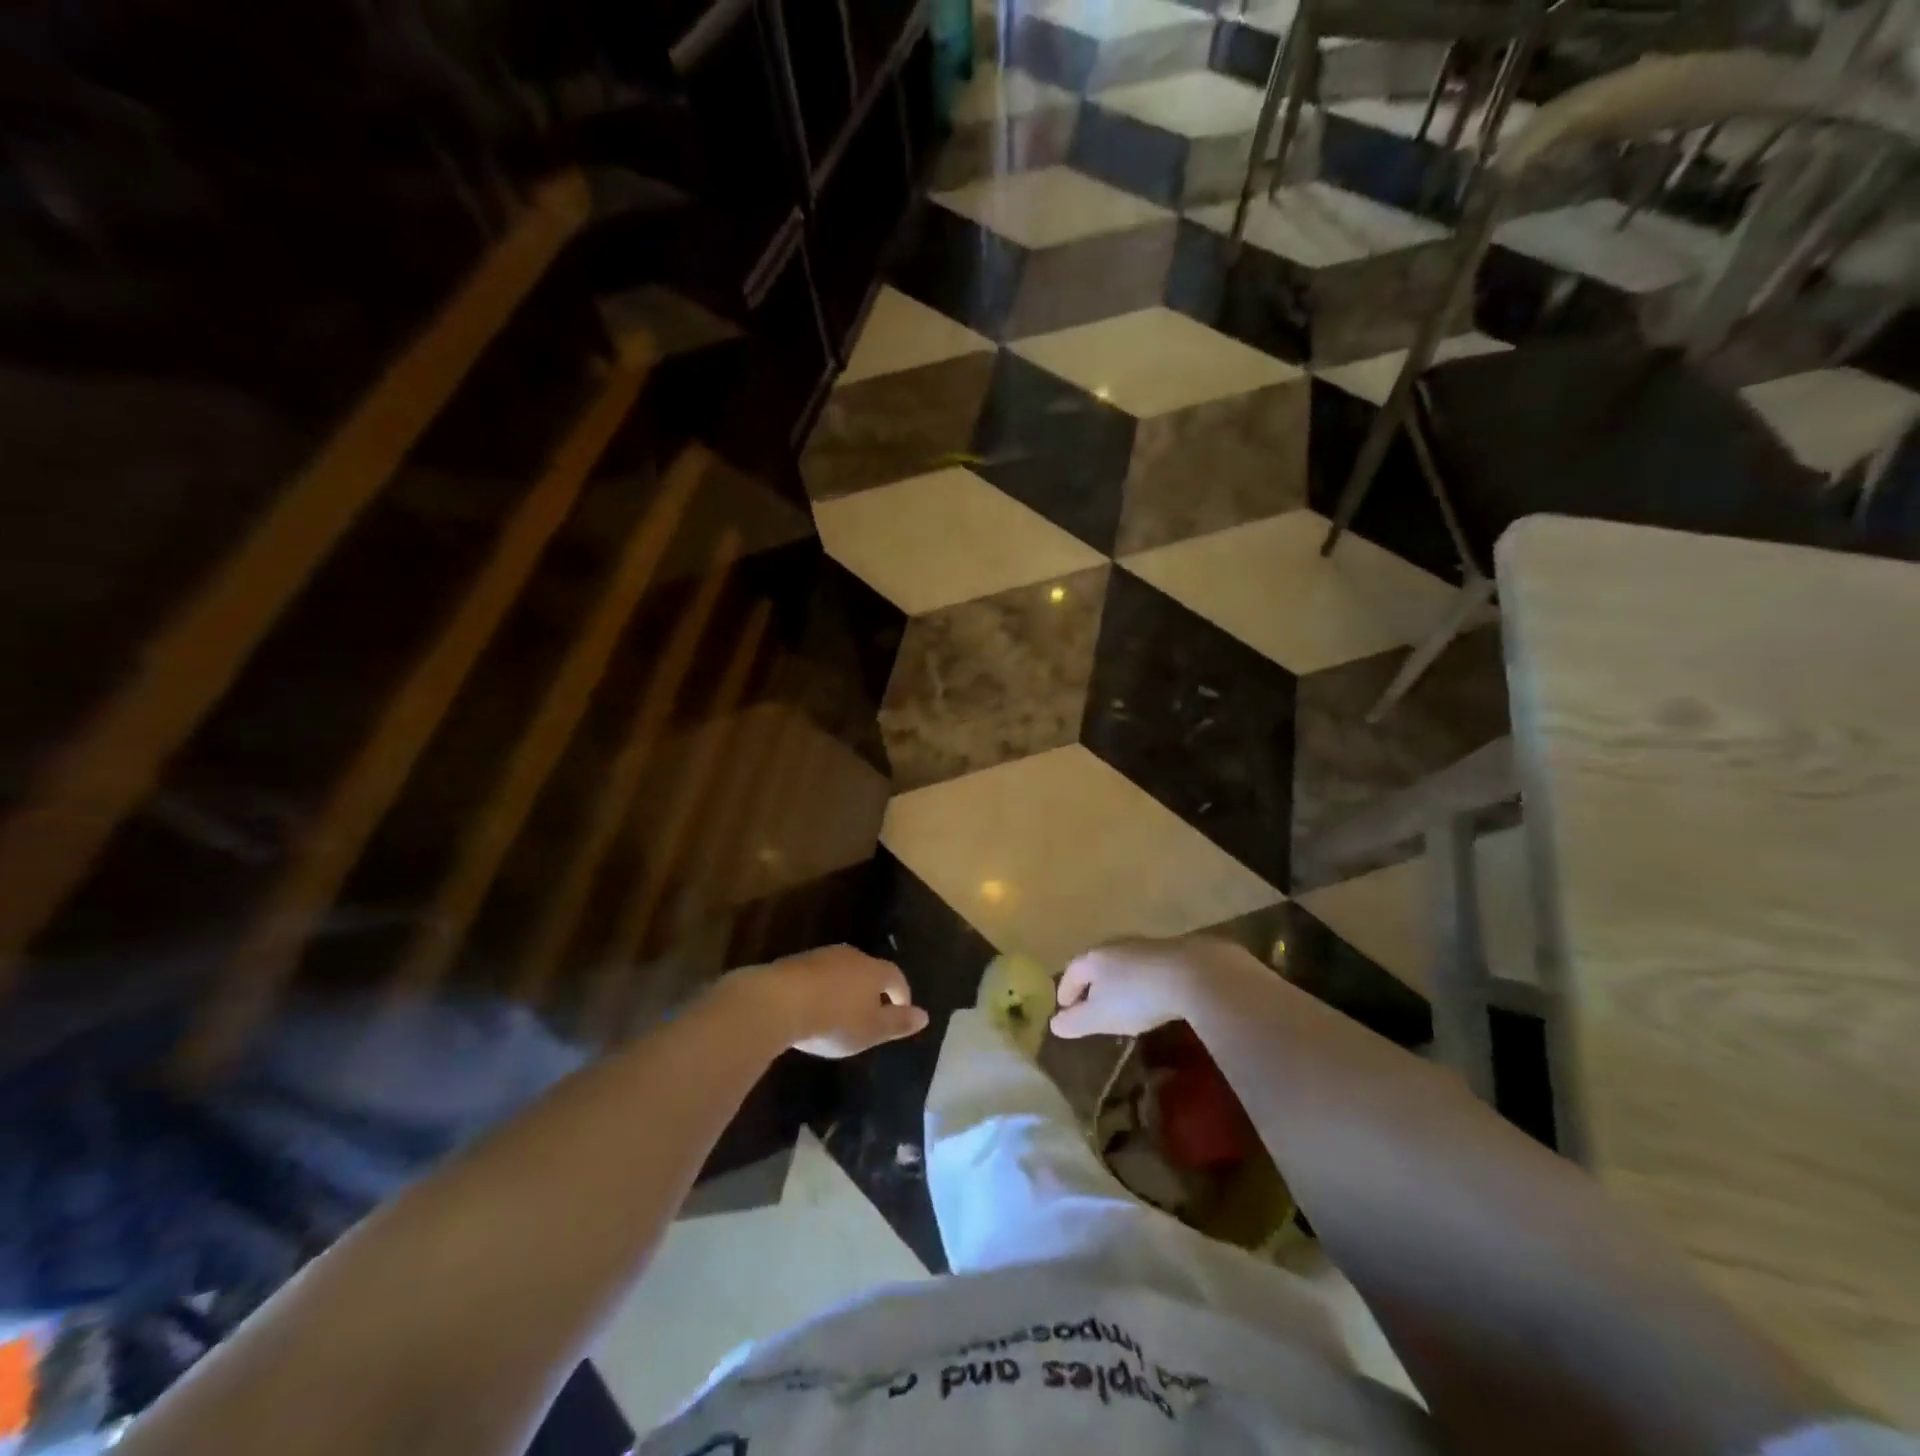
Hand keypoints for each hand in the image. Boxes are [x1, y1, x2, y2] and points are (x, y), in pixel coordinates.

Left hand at [727, 946, 928, 1058]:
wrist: (777, 1002)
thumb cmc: (833, 1020)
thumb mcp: (870, 1030)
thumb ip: (898, 1023)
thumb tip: (924, 1016)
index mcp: (874, 970)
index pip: (896, 977)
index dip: (901, 995)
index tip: (900, 1013)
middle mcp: (851, 956)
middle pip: (869, 970)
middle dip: (873, 990)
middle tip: (870, 1014)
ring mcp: (821, 956)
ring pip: (842, 971)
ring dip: (845, 989)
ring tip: (840, 1013)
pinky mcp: (795, 963)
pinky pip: (818, 976)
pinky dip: (822, 989)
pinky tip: (813, 1008)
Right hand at [1051, 937, 1247, 1038]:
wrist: (1192, 974)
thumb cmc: (1136, 997)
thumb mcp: (1100, 1017)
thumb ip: (1075, 1022)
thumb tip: (1053, 1024)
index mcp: (1092, 958)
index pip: (1070, 973)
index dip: (1065, 992)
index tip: (1064, 1009)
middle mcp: (1114, 946)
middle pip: (1094, 965)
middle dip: (1089, 985)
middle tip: (1089, 1005)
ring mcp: (1143, 946)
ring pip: (1120, 964)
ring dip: (1115, 982)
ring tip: (1118, 1002)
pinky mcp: (1169, 952)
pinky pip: (1144, 967)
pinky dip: (1138, 981)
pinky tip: (1148, 995)